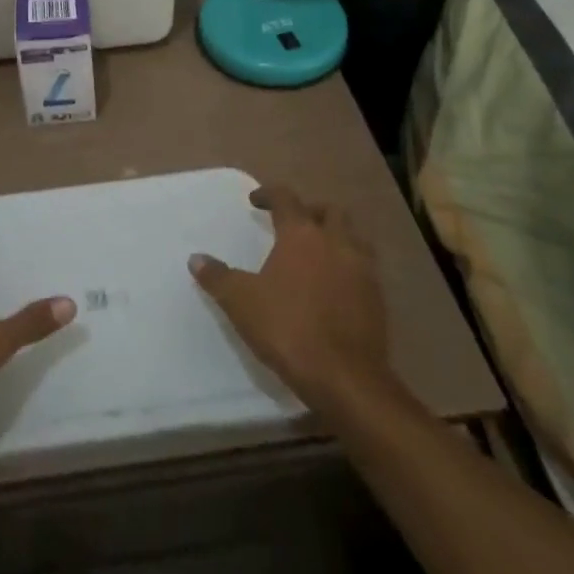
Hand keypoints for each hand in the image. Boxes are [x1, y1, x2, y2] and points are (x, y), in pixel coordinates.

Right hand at [189, 185, 402, 418]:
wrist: (346, 379)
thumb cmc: (289, 329)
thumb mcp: (241, 302)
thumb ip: (218, 277)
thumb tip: (196, 258)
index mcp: (302, 235)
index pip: (286, 198)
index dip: (269, 194)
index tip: (255, 201)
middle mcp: (336, 243)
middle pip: (330, 211)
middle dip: (311, 211)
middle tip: (293, 224)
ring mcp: (363, 270)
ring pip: (354, 238)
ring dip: (336, 237)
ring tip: (317, 253)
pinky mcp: (377, 300)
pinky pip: (364, 270)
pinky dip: (348, 268)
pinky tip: (334, 287)